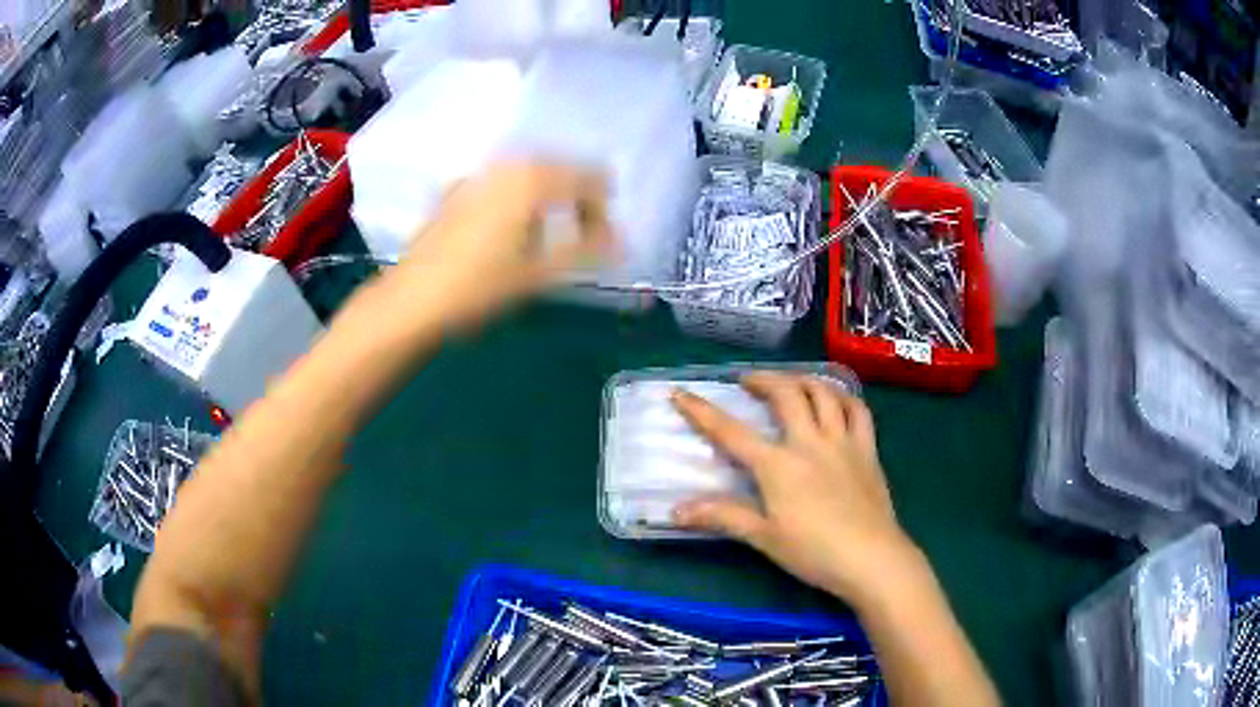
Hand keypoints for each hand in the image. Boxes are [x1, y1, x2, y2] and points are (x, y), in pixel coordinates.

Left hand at [386, 160, 612, 329]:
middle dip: (575, 198)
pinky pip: (500, 184)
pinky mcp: (456, 191)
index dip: (602, 208)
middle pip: (558, 169)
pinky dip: (516, 199)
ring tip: (548, 232)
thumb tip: (621, 240)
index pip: (588, 178)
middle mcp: (506, 166)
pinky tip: (508, 227)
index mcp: (532, 179)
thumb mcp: (539, 273)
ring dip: (546, 196)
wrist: (412, 300)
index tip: (605, 240)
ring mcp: (477, 176)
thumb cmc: (479, 287)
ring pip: (527, 174)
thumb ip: (586, 250)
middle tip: (582, 233)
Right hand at [671, 373, 917, 602]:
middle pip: (786, 394)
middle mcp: (809, 442)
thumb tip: (676, 511)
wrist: (871, 558)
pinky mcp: (868, 450)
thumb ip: (722, 517)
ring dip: (803, 379)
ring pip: (824, 393)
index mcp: (778, 465)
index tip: (681, 394)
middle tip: (748, 382)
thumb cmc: (813, 552)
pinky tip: (836, 401)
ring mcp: (843, 442)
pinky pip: (858, 411)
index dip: (702, 412)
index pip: (731, 433)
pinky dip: (844, 397)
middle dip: (763, 380)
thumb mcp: (763, 537)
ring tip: (790, 382)